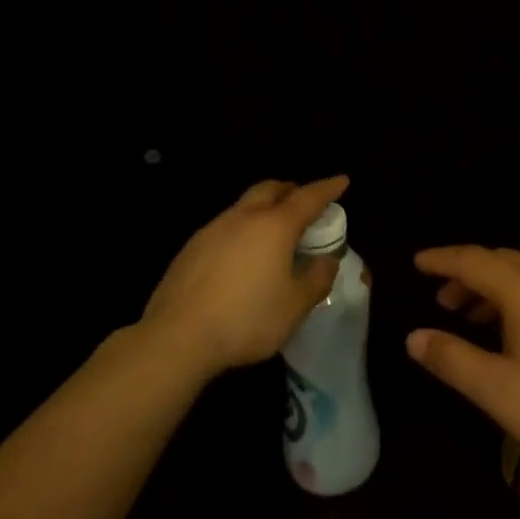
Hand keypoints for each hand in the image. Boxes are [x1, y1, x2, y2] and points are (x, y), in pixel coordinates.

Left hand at [141, 177, 348, 381]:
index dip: (328, 188)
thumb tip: (327, 260)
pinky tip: (242, 257)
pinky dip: (242, 229)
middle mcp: (243, 217)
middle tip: (305, 204)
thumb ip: (317, 279)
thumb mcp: (295, 306)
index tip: (342, 181)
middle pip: (271, 189)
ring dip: (264, 209)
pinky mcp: (191, 247)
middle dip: (291, 190)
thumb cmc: (247, 319)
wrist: (177, 336)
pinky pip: (225, 226)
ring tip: (274, 234)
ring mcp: (213, 229)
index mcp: (275, 226)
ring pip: (244, 205)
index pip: (308, 197)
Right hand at [408, 245, 519, 491]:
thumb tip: (414, 337)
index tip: (418, 263)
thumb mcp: (497, 391)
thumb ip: (451, 359)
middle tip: (443, 300)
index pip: (473, 260)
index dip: (442, 260)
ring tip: (475, 316)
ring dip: (497, 286)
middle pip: (502, 261)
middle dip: (468, 275)